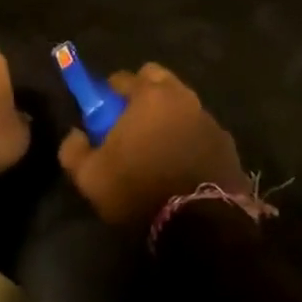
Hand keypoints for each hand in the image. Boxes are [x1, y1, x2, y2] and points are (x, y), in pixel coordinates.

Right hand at [58, 63, 245, 231]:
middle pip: (158, 79)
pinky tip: (182, 162)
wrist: (201, 223)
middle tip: (131, 121)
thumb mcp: (91, 177)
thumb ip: (74, 150)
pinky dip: (190, 136)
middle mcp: (181, 97)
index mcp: (148, 96)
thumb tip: (75, 135)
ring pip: (182, 103)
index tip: (102, 114)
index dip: (108, 94)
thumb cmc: (140, 189)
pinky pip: (200, 128)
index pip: (122, 78)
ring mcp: (207, 118)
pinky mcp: (226, 142)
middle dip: (143, 91)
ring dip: (169, 114)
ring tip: (158, 145)